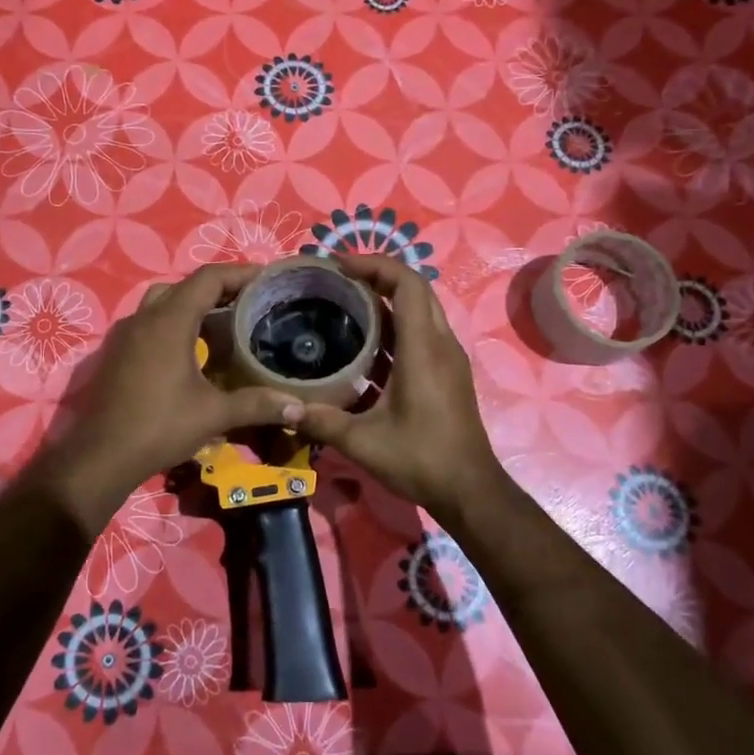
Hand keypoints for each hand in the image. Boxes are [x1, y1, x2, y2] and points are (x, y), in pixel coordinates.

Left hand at [40, 264, 296, 536]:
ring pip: (162, 303)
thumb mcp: (213, 414)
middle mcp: (143, 319)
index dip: (239, 273)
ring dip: (192, 306)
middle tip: (248, 303)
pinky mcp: (116, 354)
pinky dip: (173, 325)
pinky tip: (191, 352)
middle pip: (184, 286)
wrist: (101, 457)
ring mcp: (125, 335)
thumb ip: (257, 405)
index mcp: (169, 321)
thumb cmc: (159, 427)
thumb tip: (299, 406)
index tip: (267, 279)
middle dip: (217, 289)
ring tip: (223, 324)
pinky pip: (148, 324)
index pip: (208, 278)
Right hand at [289, 254, 507, 523]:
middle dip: (378, 274)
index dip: (374, 265)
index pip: (407, 284)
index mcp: (423, 349)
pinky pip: (421, 331)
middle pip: (415, 289)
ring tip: (345, 302)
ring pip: (420, 309)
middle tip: (338, 279)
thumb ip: (321, 421)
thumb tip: (283, 407)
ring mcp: (447, 358)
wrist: (470, 490)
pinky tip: (363, 343)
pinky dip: (394, 324)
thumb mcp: (363, 442)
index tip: (339, 264)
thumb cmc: (421, 459)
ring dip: (387, 298)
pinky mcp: (447, 373)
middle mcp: (440, 344)